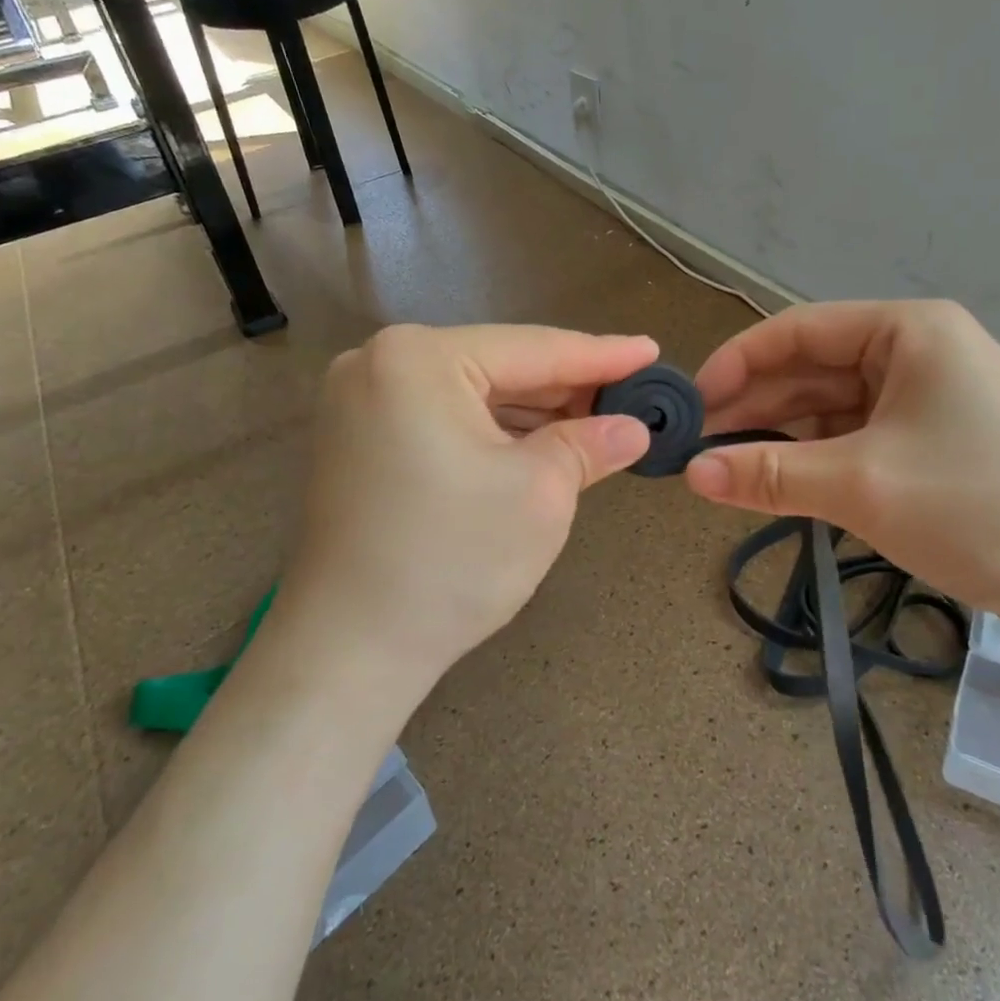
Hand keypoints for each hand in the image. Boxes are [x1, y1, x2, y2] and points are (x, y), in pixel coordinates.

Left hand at [268, 324, 655, 700]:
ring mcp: (359, 401)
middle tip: (631, 393)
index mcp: (419, 358)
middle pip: (498, 365)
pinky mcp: (356, 439)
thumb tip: (632, 428)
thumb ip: (590, 445)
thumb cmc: (451, 560)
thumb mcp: (540, 493)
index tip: (652, 351)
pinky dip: (491, 429)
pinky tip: (537, 441)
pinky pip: (442, 416)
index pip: (533, 349)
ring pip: (471, 392)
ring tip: (596, 420)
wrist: (348, 651)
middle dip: (566, 386)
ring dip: (531, 410)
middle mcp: (379, 362)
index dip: (602, 354)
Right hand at [685, 301, 999, 648]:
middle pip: (810, 369)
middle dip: (754, 406)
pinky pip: (852, 440)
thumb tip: (690, 475)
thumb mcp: (861, 486)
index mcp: (905, 331)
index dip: (737, 363)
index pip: (797, 331)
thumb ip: (767, 473)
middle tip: (696, 447)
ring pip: (828, 408)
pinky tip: (775, 482)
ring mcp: (924, 401)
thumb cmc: (980, 507)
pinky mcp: (930, 446)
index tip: (691, 406)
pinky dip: (812, 460)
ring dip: (779, 436)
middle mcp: (914, 354)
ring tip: (724, 469)